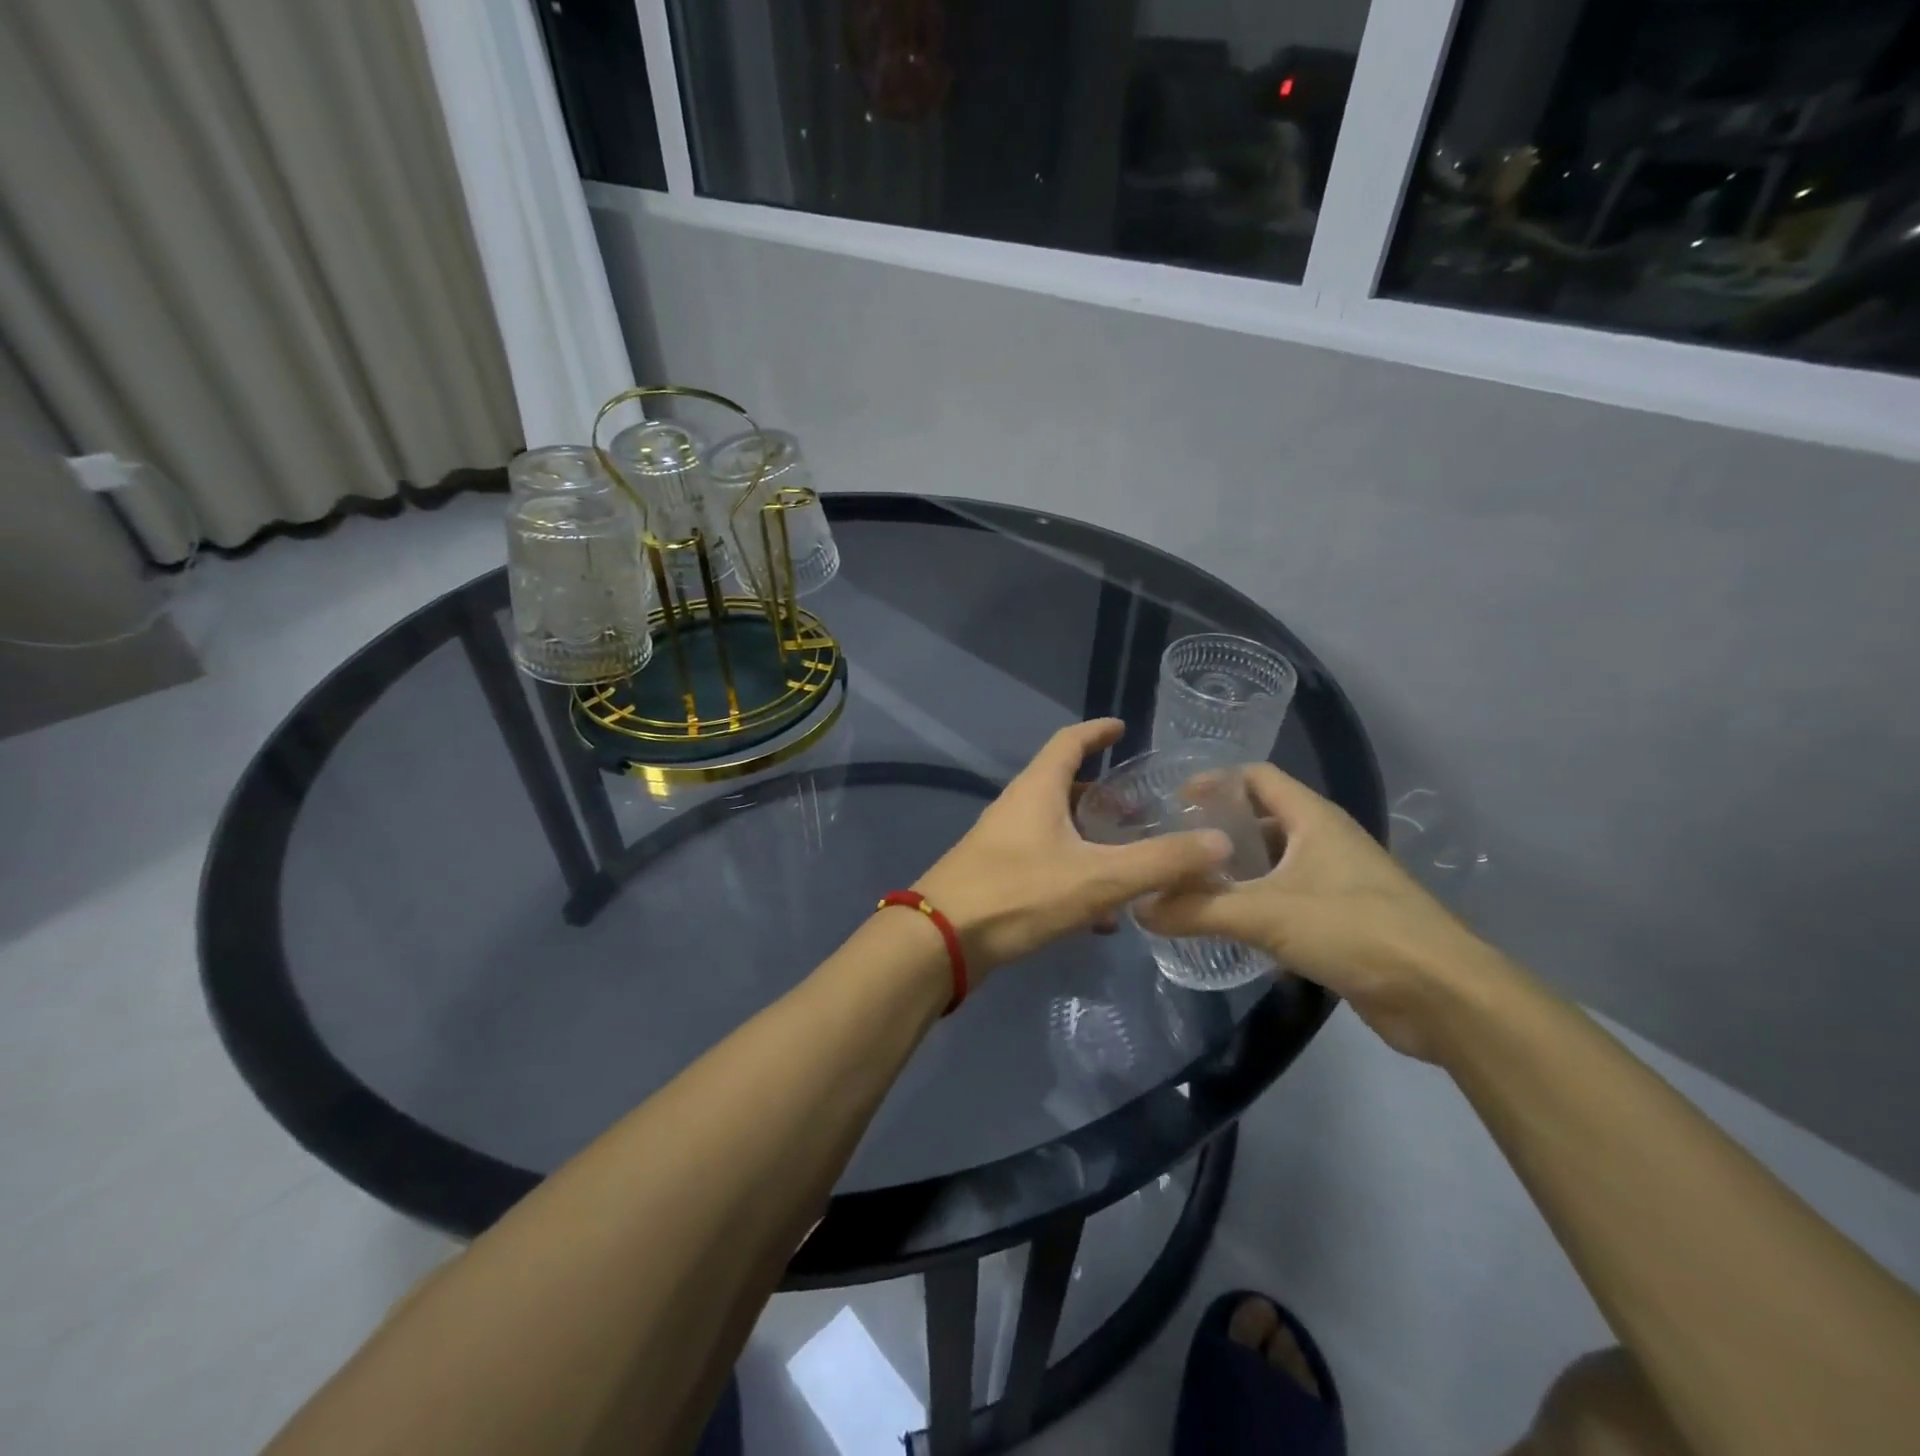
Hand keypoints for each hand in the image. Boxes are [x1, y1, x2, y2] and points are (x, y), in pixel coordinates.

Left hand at [914, 719, 1230, 979]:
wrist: (941, 941)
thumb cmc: (1018, 893)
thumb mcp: (1098, 877)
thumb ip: (1160, 861)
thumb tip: (1220, 842)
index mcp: (1038, 790)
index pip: (1069, 742)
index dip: (1097, 731)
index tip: (1122, 728)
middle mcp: (1018, 807)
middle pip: (1064, 786)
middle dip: (1103, 795)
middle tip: (1141, 808)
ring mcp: (1003, 842)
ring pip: (1057, 829)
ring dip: (1092, 839)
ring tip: (1132, 858)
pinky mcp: (997, 876)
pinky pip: (1046, 863)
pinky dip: (1076, 874)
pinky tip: (1102, 913)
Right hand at [1135, 764, 1501, 1059]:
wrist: (1442, 995)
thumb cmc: (1355, 930)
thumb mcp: (1265, 915)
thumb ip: (1197, 910)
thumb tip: (1139, 908)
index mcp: (1313, 818)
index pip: (1256, 776)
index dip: (1214, 781)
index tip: (1171, 801)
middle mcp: (1325, 840)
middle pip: (1260, 819)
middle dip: (1216, 830)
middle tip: (1170, 848)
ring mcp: (1336, 880)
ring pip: (1272, 862)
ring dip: (1233, 871)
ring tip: (1186, 885)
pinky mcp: (1341, 919)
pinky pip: (1285, 897)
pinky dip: (1253, 903)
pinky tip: (1224, 924)